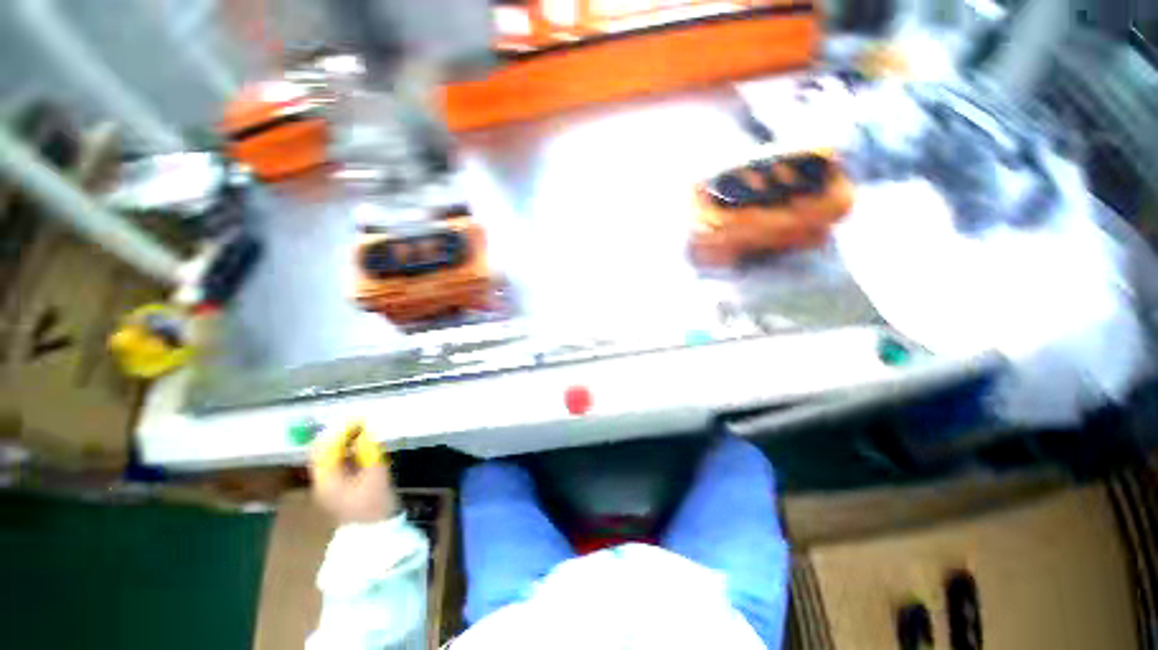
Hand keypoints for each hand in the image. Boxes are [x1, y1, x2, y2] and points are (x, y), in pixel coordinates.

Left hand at [309, 423, 398, 523]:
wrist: (375, 533)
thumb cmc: (375, 505)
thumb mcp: (376, 476)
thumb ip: (369, 452)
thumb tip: (366, 431)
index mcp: (327, 480)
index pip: (325, 449)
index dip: (340, 432)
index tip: (359, 419)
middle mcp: (322, 481)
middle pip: (323, 452)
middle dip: (340, 434)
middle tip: (361, 422)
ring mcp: (329, 484)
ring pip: (329, 456)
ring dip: (343, 441)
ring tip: (362, 429)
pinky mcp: (338, 486)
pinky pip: (337, 462)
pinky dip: (347, 450)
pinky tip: (361, 444)